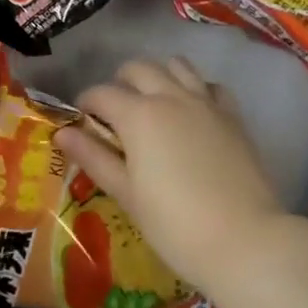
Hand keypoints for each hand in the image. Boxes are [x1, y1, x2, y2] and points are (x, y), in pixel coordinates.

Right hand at [57, 58, 282, 294]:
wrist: (245, 242)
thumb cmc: (175, 225)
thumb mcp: (126, 194)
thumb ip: (94, 157)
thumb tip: (62, 133)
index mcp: (138, 114)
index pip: (101, 93)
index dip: (86, 104)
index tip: (82, 122)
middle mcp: (170, 96)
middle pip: (138, 68)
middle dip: (120, 82)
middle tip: (115, 113)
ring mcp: (205, 102)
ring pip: (176, 65)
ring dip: (158, 76)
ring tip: (153, 104)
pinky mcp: (232, 116)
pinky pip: (210, 86)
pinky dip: (196, 89)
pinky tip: (193, 113)